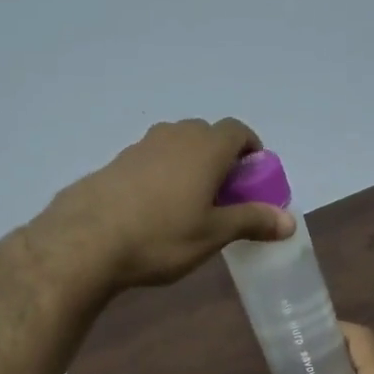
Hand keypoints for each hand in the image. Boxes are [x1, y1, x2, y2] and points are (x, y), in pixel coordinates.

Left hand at [34, 118, 293, 291]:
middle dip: (220, 158)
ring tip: (189, 203)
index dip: (250, 150)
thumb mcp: (213, 234)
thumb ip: (252, 221)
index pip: (238, 131)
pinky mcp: (114, 163)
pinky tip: (153, 210)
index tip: (252, 178)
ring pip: (175, 145)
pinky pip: (150, 160)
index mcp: (205, 147)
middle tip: (223, 194)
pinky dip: (162, 174)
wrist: (85, 242)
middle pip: (206, 134)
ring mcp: (140, 147)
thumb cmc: (161, 237)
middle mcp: (174, 136)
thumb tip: (289, 221)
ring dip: (189, 164)